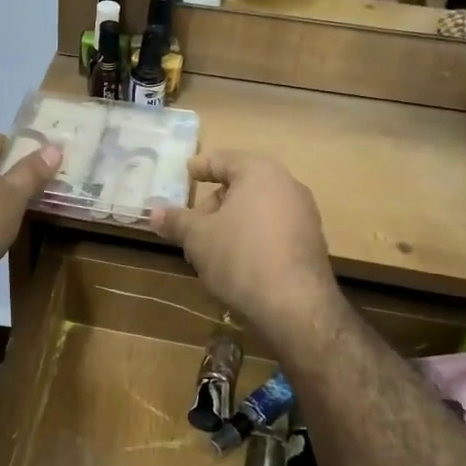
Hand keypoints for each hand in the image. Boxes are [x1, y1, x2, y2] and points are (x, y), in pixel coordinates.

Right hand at [151, 151, 341, 340]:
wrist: (295, 306)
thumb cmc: (240, 257)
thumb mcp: (198, 237)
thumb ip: (176, 221)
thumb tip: (154, 213)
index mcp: (260, 173)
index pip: (224, 159)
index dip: (201, 166)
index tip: (186, 173)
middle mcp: (287, 186)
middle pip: (243, 184)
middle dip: (215, 201)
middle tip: (193, 223)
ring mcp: (304, 215)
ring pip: (258, 208)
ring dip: (232, 221)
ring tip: (211, 246)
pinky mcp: (311, 243)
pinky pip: (273, 229)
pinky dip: (252, 236)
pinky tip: (237, 261)